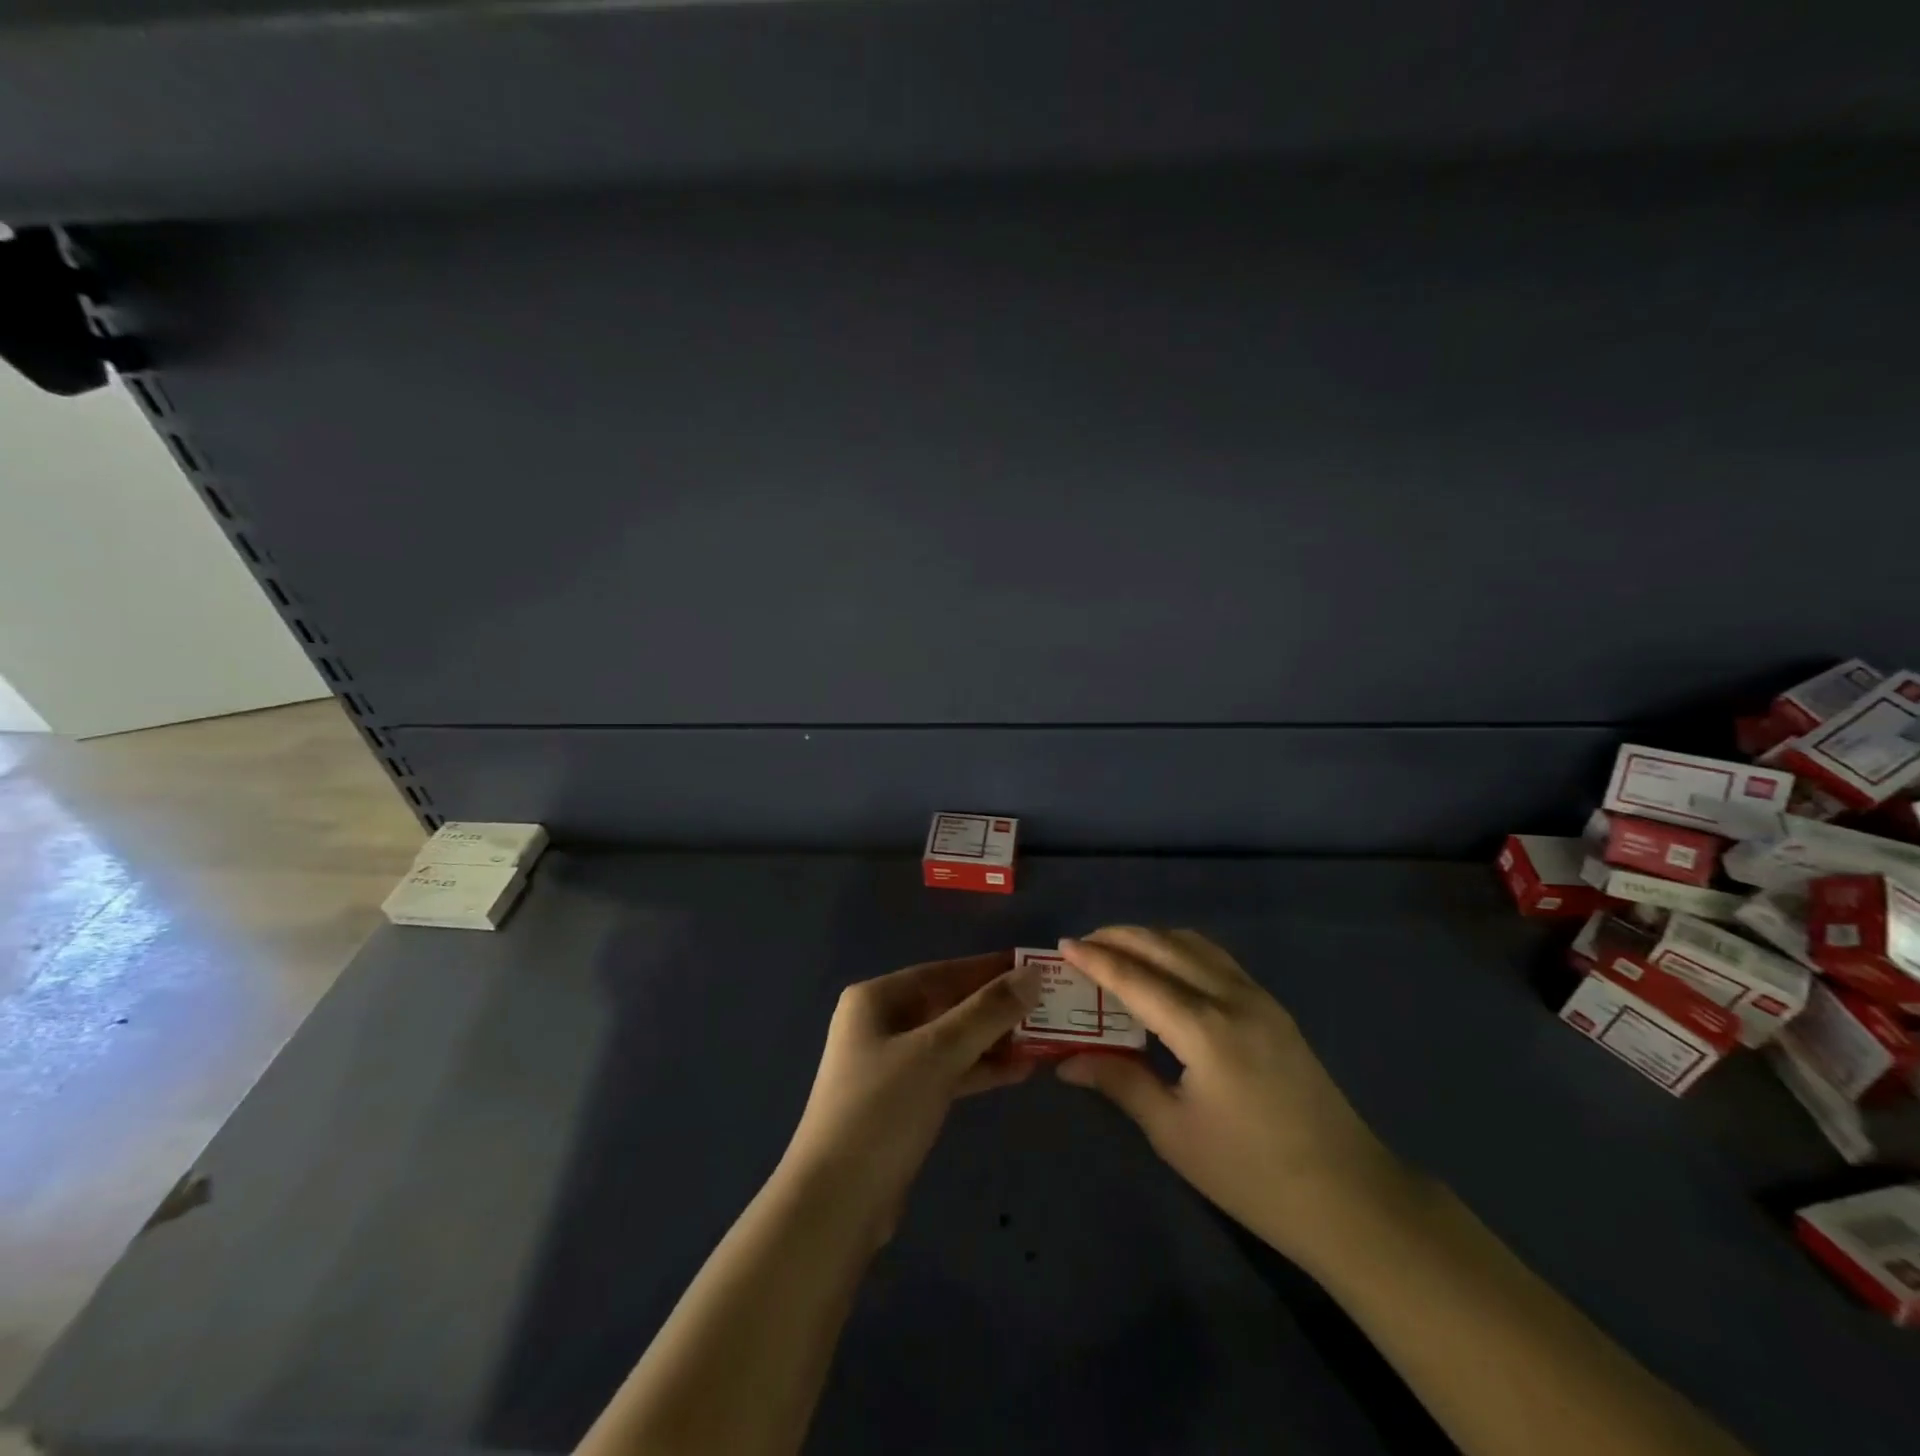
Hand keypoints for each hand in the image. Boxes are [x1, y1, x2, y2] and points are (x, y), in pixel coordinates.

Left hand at [781, 951, 1040, 1234]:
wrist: (834, 1205)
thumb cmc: (882, 1111)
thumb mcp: (938, 1054)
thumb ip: (987, 1012)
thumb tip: (1033, 974)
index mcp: (876, 999)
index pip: (944, 971)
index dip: (990, 968)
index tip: (1036, 967)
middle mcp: (880, 1023)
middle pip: (948, 1005)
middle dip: (996, 1008)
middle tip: (1048, 1007)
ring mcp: (889, 1065)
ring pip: (951, 1040)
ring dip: (994, 1041)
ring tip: (1043, 1040)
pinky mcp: (902, 1102)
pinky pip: (948, 1072)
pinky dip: (980, 1070)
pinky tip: (1019, 1072)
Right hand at [1055, 927, 1412, 1265]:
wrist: (1349, 1197)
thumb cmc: (1251, 1174)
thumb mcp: (1175, 1133)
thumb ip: (1120, 1083)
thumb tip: (1066, 1062)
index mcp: (1204, 1029)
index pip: (1136, 979)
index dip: (1096, 960)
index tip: (1062, 945)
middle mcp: (1231, 998)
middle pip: (1166, 946)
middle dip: (1120, 937)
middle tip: (1083, 943)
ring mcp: (1259, 998)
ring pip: (1195, 945)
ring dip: (1152, 938)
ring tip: (1118, 950)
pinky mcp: (1274, 1008)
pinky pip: (1217, 959)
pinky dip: (1181, 950)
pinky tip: (1167, 969)